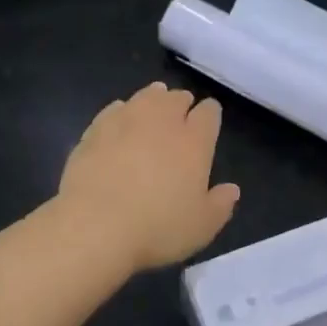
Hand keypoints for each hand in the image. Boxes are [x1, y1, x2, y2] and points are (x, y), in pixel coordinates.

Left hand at [57, 82, 240, 271]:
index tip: (209, 119)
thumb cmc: (157, 228)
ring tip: (154, 105)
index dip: (211, 114)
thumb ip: (220, 205)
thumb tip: (232, 189)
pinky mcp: (95, 130)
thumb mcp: (201, 227)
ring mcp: (126, 121)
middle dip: (182, 103)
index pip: (209, 113)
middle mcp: (162, 121)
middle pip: (176, 98)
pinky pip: (114, 109)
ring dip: (153, 99)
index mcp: (194, 141)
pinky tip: (119, 120)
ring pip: (145, 97)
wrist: (94, 226)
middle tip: (181, 114)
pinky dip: (121, 111)